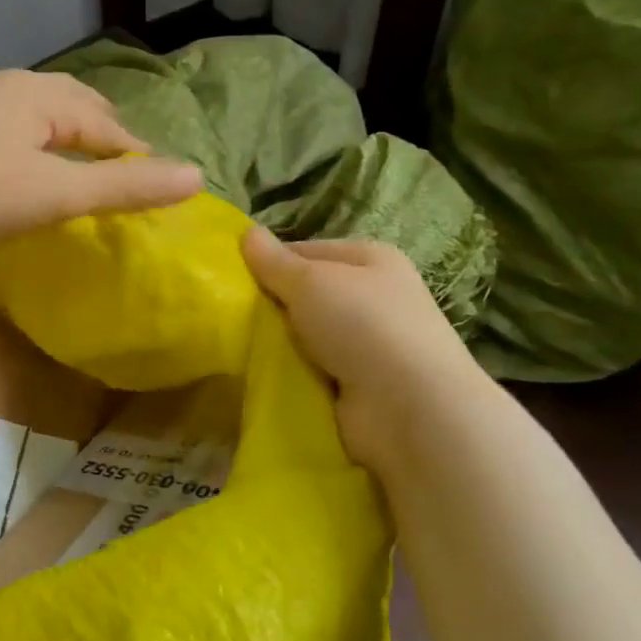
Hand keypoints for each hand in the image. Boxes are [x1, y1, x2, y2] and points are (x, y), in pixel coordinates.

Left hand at [0, 64, 202, 247]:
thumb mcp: (58, 195)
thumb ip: (124, 188)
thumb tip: (196, 176)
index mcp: (40, 95)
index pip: (104, 124)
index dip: (132, 151)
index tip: (152, 176)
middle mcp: (2, 81)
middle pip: (66, 99)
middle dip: (95, 124)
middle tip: (113, 155)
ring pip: (18, 93)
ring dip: (47, 113)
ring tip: (58, 133)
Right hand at [242, 229, 480, 469]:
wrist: (409, 407)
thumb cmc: (363, 325)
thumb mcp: (310, 282)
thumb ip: (274, 261)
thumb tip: (246, 233)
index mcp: (369, 259)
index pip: (306, 252)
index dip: (269, 263)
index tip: (231, 280)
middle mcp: (374, 297)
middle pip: (306, 295)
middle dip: (271, 307)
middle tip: (231, 317)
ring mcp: (369, 344)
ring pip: (306, 336)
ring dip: (279, 344)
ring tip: (239, 350)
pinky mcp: (359, 385)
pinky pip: (313, 371)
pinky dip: (292, 375)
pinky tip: (265, 378)